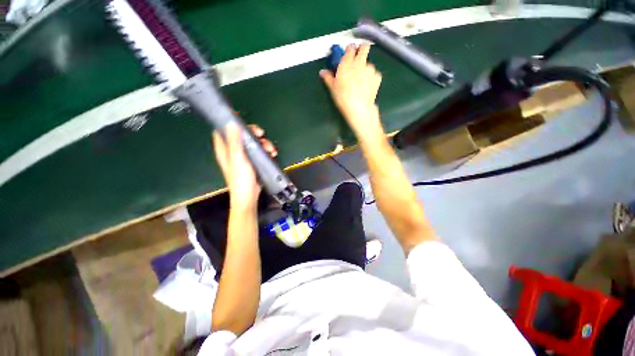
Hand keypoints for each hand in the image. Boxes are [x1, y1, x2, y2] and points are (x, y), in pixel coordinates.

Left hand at [212, 122, 277, 208]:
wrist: (249, 196)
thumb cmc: (240, 178)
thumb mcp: (238, 158)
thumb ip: (235, 141)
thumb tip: (232, 123)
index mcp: (225, 148)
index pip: (223, 130)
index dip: (229, 122)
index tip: (241, 118)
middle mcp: (233, 150)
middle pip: (242, 135)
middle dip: (253, 133)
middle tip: (261, 134)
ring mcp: (244, 156)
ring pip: (253, 142)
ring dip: (263, 143)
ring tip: (271, 149)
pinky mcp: (253, 161)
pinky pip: (259, 151)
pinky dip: (266, 151)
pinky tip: (273, 154)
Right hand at [319, 44, 383, 137]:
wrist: (358, 107)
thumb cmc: (343, 97)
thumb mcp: (333, 88)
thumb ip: (328, 77)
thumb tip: (322, 72)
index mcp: (347, 62)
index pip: (350, 47)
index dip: (350, 50)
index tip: (348, 54)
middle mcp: (360, 62)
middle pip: (364, 47)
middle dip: (362, 50)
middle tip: (358, 58)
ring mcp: (370, 69)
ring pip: (369, 63)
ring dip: (365, 68)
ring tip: (361, 81)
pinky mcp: (378, 77)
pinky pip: (374, 74)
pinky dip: (371, 78)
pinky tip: (367, 87)